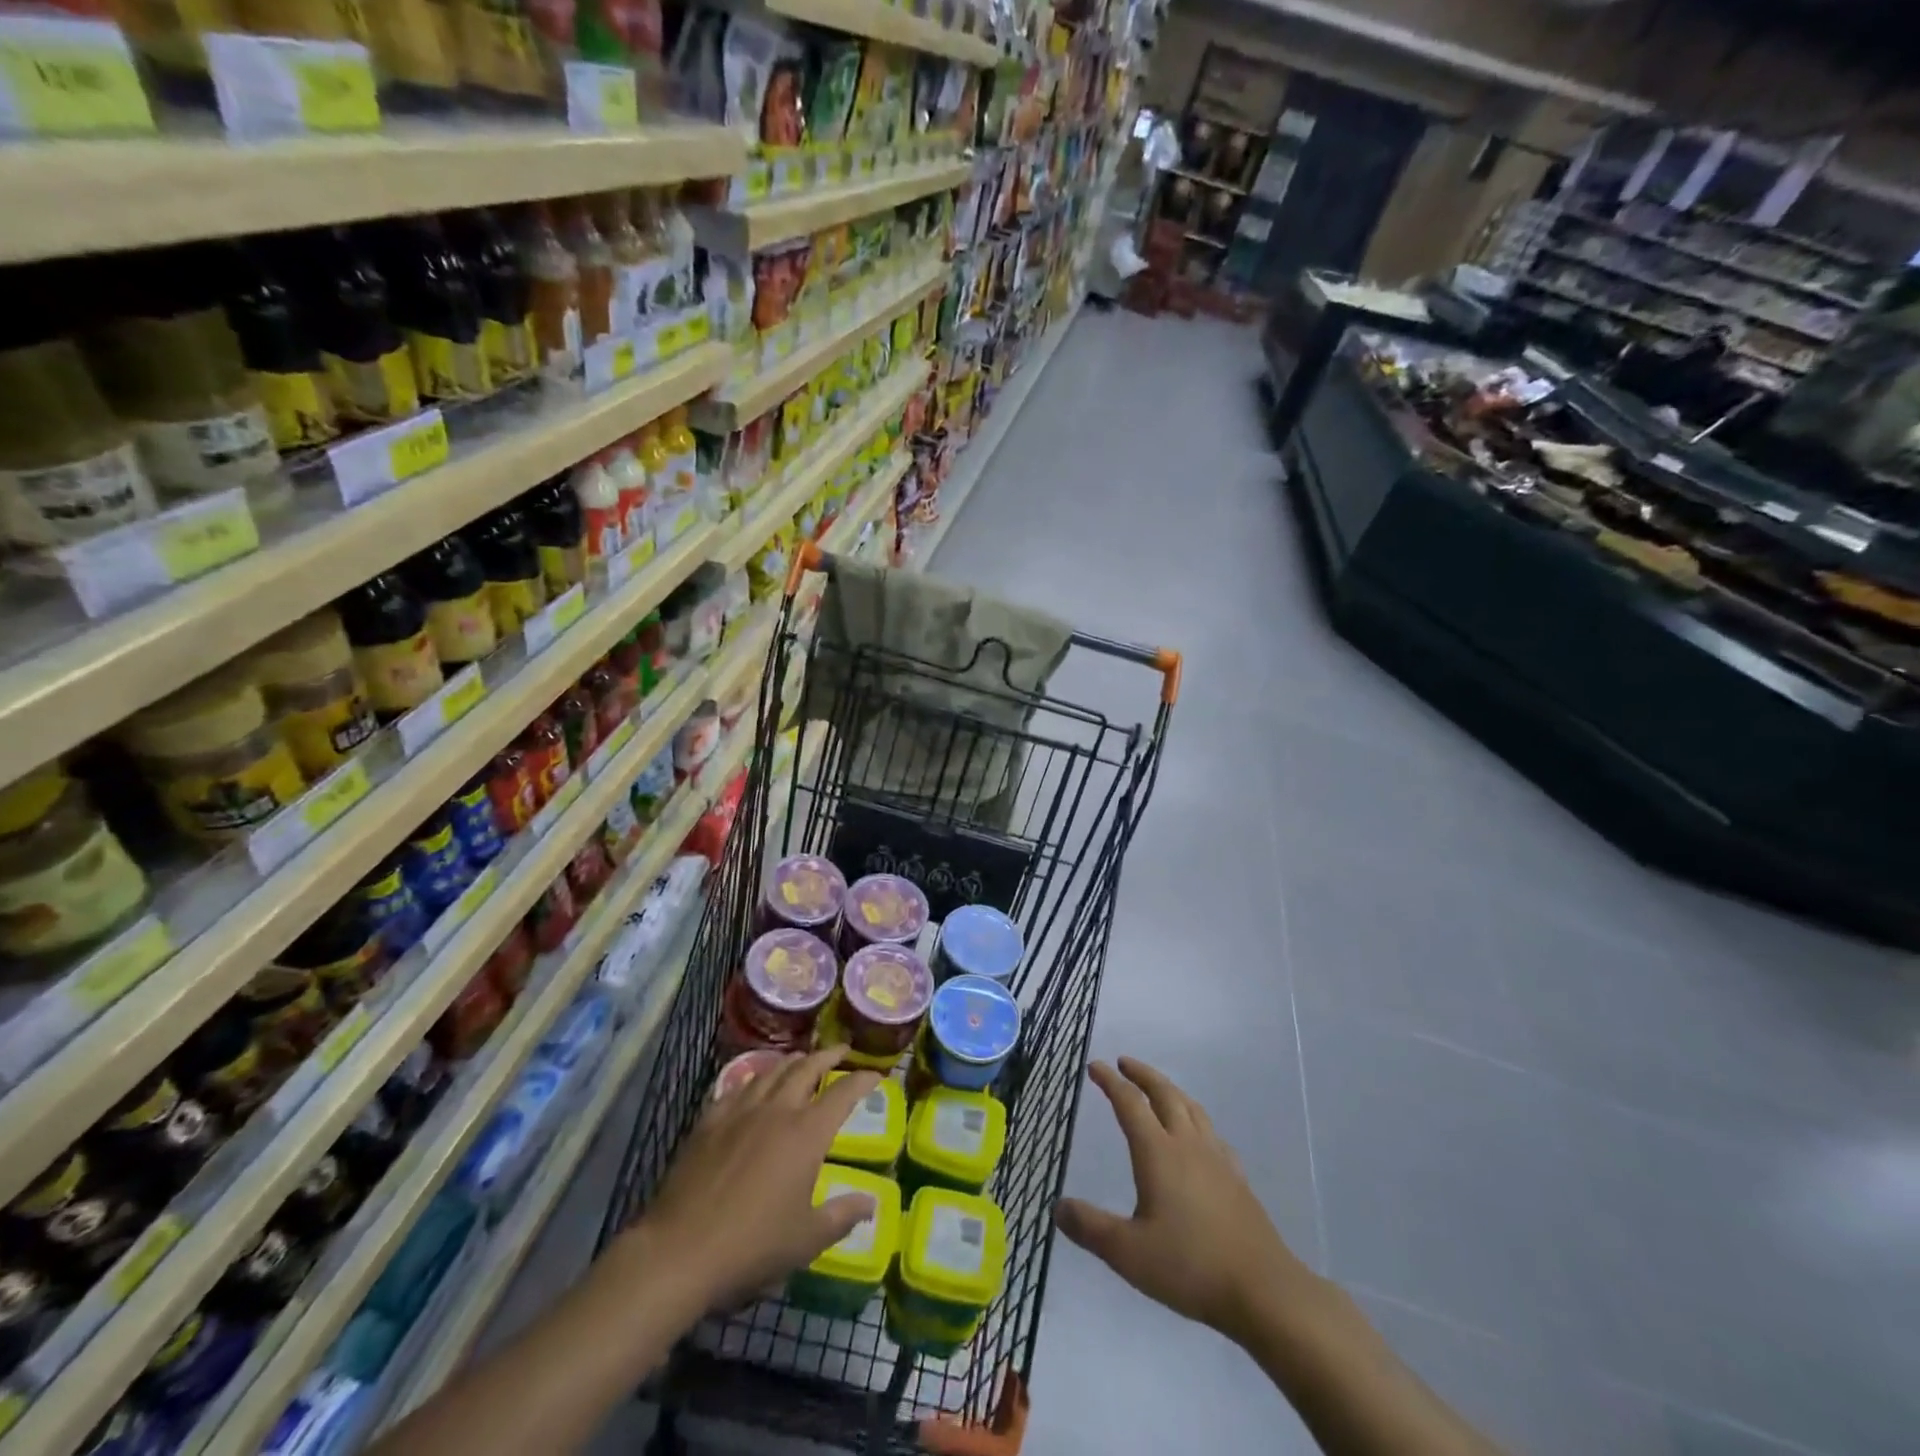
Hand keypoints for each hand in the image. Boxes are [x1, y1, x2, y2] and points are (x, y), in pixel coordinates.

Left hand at [628, 1047, 880, 1311]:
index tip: (876, 1074)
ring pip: (772, 1071)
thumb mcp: (806, 1239)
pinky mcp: (709, 1121)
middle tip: (841, 1051)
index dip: (862, 1080)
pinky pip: (737, 1087)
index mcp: (807, 1133)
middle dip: (828, 1056)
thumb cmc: (752, 1245)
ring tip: (801, 1060)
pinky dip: (754, 1079)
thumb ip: (842, 1216)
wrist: (681, 1250)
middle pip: (807, 1068)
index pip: (843, 1093)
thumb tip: (872, 1203)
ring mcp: (740, 1111)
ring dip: (792, 1061)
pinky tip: (753, 1084)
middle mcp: (777, 1110)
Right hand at [1054, 1058, 1320, 1348]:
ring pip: (1191, 1108)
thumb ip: (1090, 1228)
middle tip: (1124, 1063)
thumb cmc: (1190, 1267)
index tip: (1094, 1066)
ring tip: (1158, 1088)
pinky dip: (1196, 1119)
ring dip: (1170, 1089)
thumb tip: (1057, 1206)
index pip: (1129, 1103)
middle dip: (1142, 1074)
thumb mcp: (1128, 1253)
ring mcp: (1217, 1158)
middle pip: (1164, 1094)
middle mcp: (1187, 1144)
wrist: (1263, 1290)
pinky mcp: (1237, 1178)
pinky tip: (1198, 1136)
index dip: (1110, 1082)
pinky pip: (1212, 1132)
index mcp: (1158, 1152)